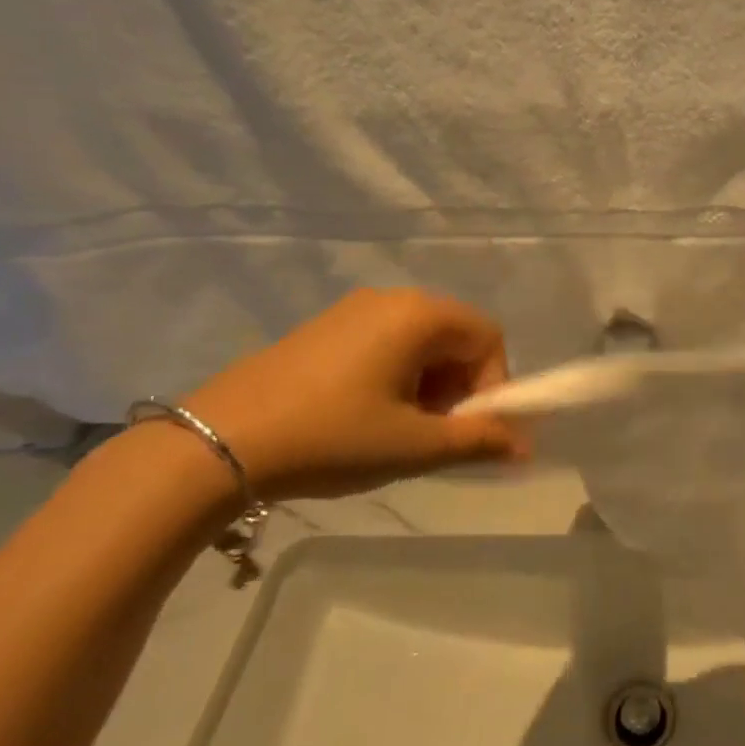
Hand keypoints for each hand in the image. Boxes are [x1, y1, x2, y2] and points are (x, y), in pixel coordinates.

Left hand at [178, 288, 526, 500]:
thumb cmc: (332, 437)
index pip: (489, 338)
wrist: (218, 443)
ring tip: (398, 431)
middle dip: (460, 388)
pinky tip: (364, 416)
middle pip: (456, 338)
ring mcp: (353, 310)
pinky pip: (385, 344)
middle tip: (434, 435)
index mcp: (420, 315)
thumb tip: (526, 446)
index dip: (494, 385)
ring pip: (421, 343)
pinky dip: (397, 377)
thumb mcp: (414, 446)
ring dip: (429, 386)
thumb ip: (479, 441)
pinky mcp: (324, 328)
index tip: (468, 430)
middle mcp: (391, 299)